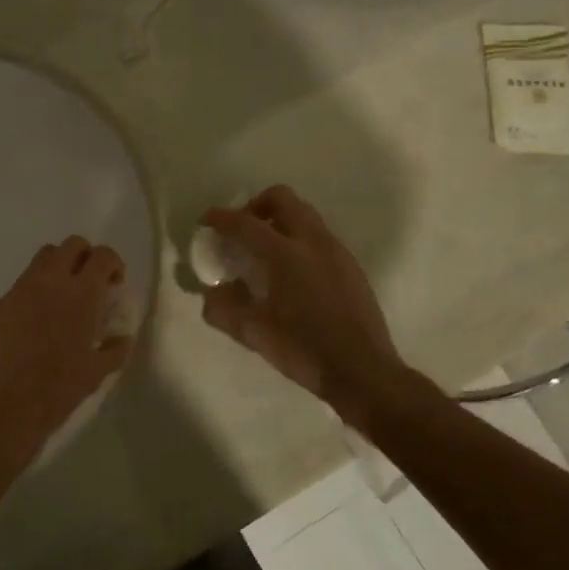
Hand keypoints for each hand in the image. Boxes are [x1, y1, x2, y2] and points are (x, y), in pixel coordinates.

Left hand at [0, 237, 132, 454]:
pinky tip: (33, 324)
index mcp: (81, 294)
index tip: (114, 283)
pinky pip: (19, 287)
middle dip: (85, 257)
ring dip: (57, 269)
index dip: (113, 264)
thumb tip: (120, 337)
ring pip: (42, 259)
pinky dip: (32, 295)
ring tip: (62, 300)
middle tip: (89, 284)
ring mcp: (19, 290)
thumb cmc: (58, 390)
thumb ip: (114, 349)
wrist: (4, 407)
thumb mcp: (97, 373)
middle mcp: (49, 282)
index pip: (103, 256)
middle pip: (71, 245)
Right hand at [200, 186, 420, 421]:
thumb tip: (212, 295)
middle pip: (282, 199)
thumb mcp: (254, 334)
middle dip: (256, 206)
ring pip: (304, 215)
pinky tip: (291, 275)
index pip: (246, 223)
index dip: (221, 218)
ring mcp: (336, 251)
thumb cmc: (303, 350)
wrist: (362, 370)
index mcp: (285, 255)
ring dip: (279, 222)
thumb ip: (224, 310)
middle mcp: (313, 242)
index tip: (206, 221)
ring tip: (265, 253)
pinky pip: (319, 236)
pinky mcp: (350, 265)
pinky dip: (298, 240)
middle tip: (241, 232)